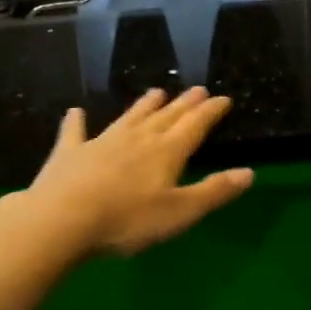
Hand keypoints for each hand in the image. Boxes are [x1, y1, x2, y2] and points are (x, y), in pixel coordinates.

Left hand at [26, 86, 253, 256]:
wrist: (61, 219)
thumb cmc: (126, 220)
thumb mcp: (180, 213)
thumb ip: (214, 191)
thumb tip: (249, 172)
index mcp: (166, 151)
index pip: (195, 125)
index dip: (211, 111)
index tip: (223, 98)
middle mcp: (138, 138)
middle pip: (166, 117)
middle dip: (184, 103)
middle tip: (197, 89)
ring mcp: (102, 142)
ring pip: (130, 118)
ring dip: (144, 106)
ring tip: (157, 92)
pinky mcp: (70, 153)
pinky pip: (75, 132)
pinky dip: (76, 122)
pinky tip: (75, 111)